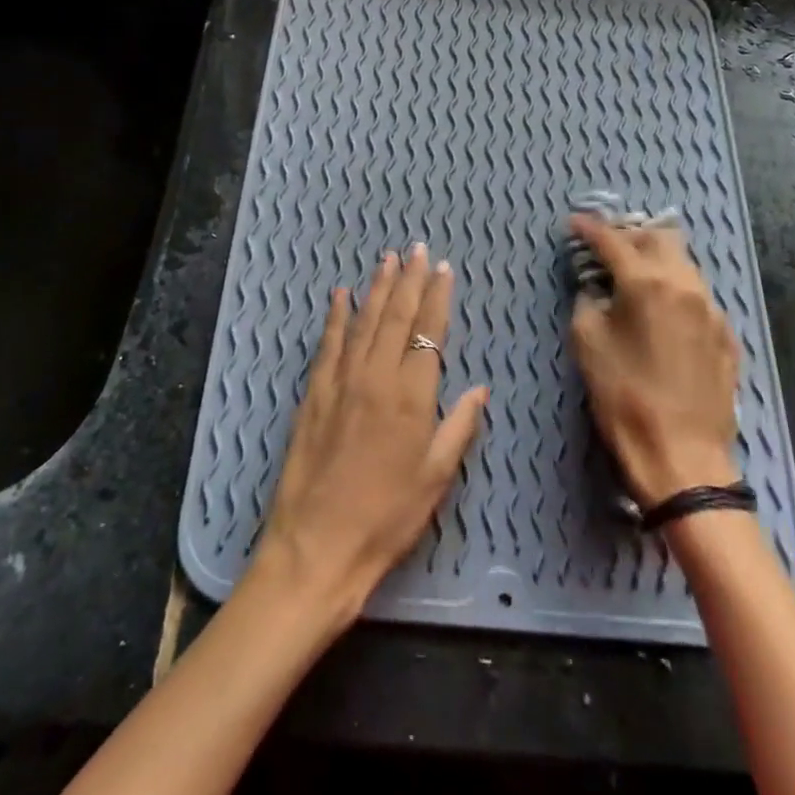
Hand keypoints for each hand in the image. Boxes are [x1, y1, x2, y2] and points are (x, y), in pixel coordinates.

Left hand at [256, 244, 488, 618]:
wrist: (317, 545)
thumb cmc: (386, 518)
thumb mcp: (435, 478)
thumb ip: (458, 426)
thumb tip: (479, 388)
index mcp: (411, 396)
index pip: (428, 332)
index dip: (437, 298)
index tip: (443, 270)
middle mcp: (376, 376)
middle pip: (396, 317)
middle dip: (409, 280)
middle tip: (417, 249)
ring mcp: (341, 381)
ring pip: (363, 321)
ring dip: (377, 288)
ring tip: (387, 260)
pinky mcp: (314, 392)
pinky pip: (328, 343)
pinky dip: (335, 316)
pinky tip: (340, 295)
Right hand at [568, 215, 741, 506]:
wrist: (683, 457)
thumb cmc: (624, 397)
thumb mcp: (588, 343)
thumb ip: (588, 301)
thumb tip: (597, 288)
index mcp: (647, 282)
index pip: (613, 240)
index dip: (589, 228)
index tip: (573, 223)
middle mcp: (685, 285)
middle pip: (659, 238)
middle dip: (630, 235)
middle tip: (607, 246)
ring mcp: (712, 310)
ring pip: (685, 264)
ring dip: (657, 259)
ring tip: (636, 272)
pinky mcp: (727, 335)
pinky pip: (700, 296)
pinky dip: (677, 289)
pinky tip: (664, 309)